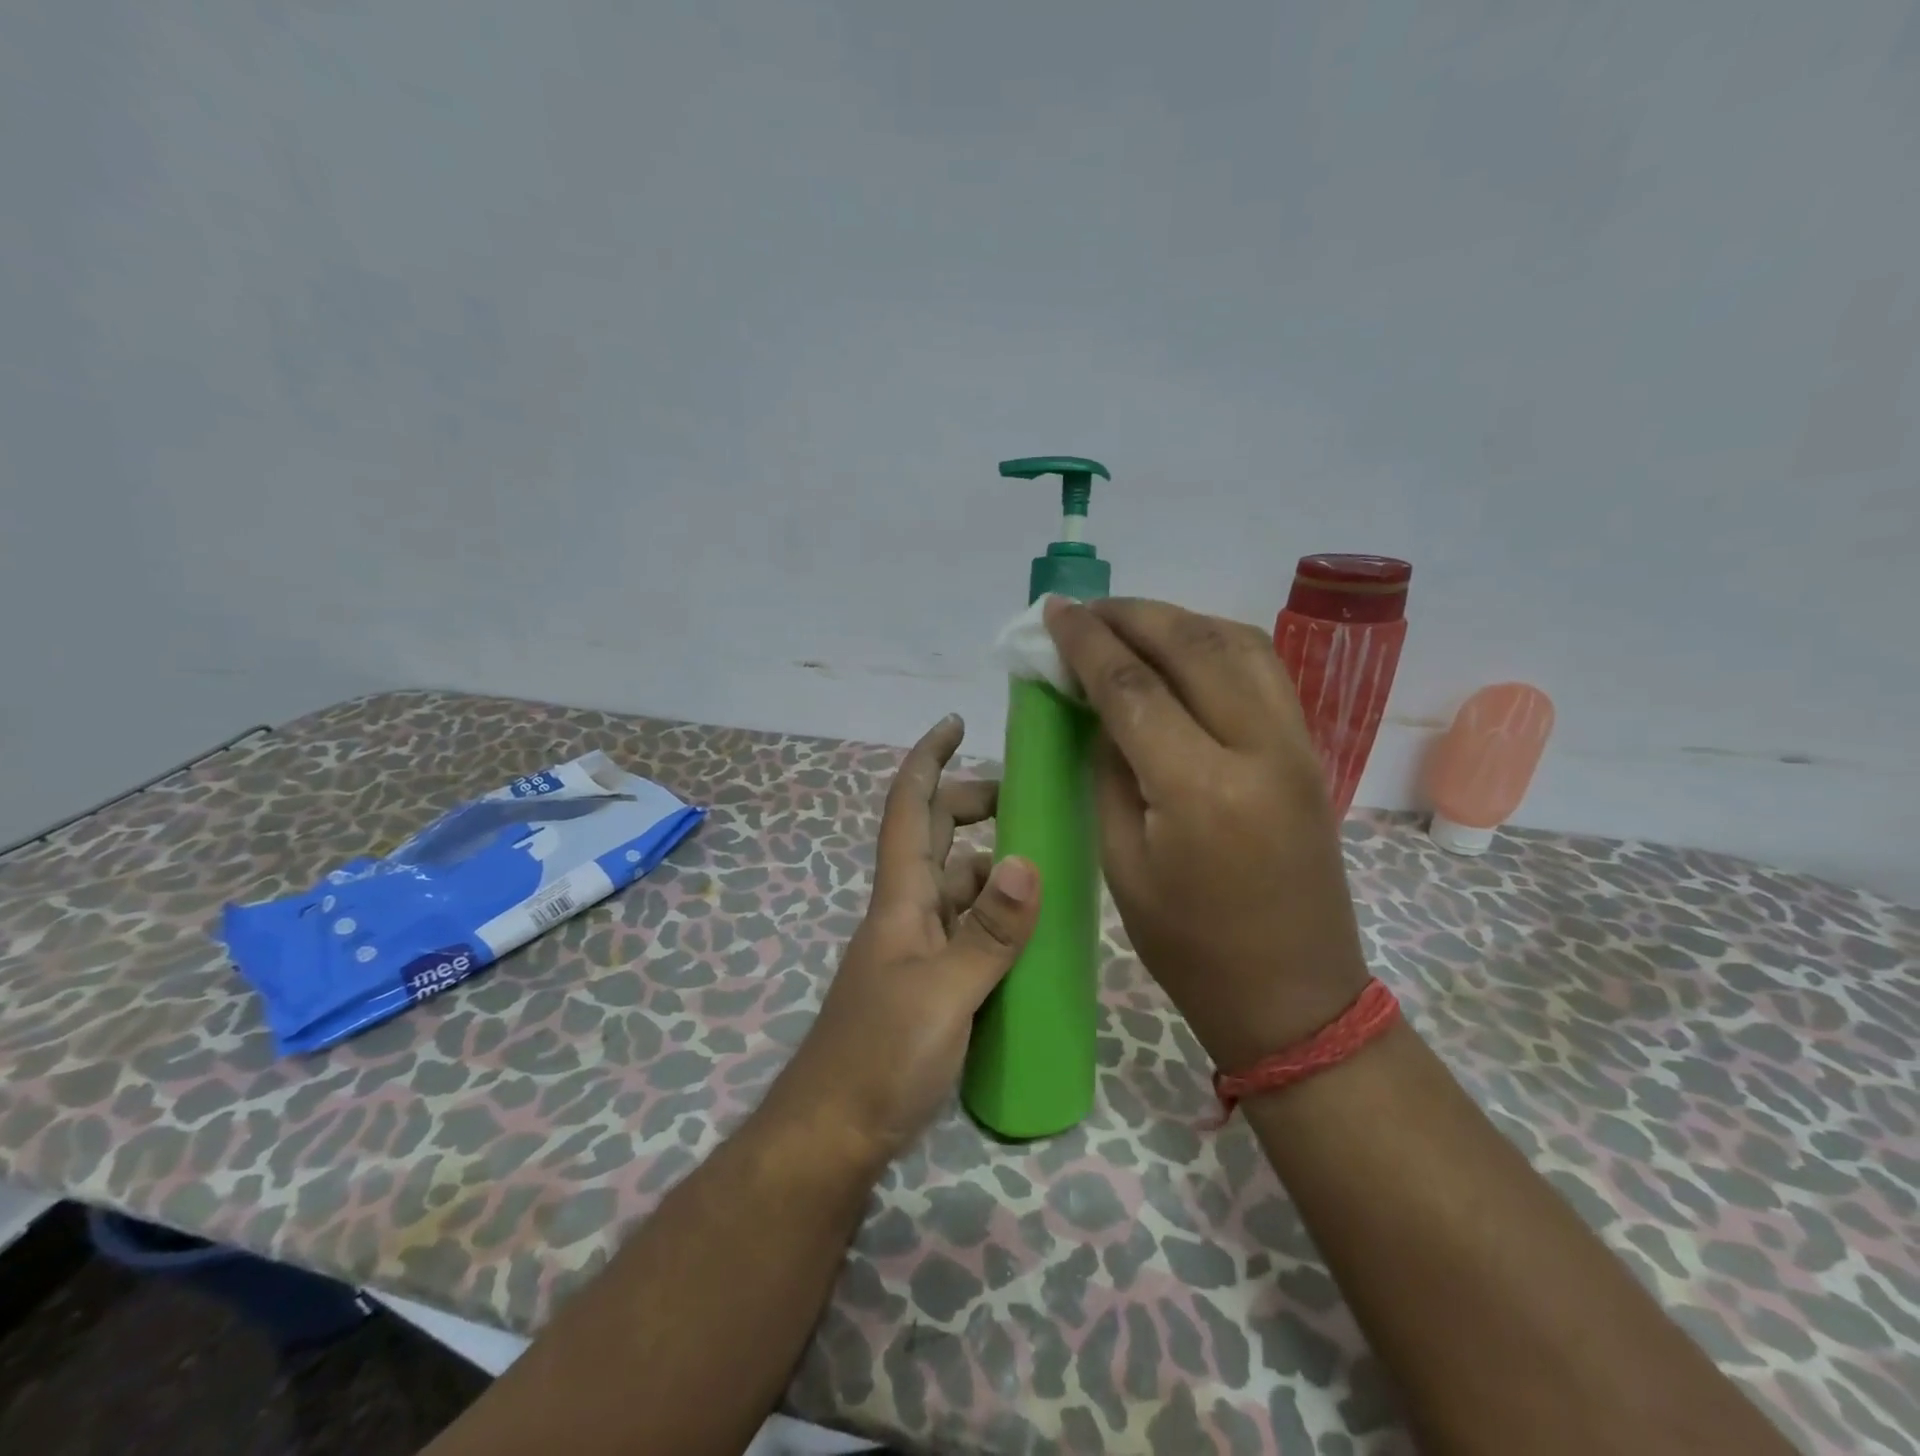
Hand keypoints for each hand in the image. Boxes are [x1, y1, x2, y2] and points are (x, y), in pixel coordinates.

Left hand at [766, 715, 1040, 1164]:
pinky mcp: (931, 984)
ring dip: (991, 862)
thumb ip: (989, 933)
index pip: (909, 810)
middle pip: (936, 837)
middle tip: (1026, 800)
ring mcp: (917, 949)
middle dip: (972, 804)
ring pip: (956, 884)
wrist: (835, 1133)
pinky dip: (995, 915)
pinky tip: (1030, 929)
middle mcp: (906, 912)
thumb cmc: (880, 1056)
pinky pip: (967, 929)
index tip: (955, 724)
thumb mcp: (944, 993)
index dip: (928, 761)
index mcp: (900, 898)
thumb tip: (1027, 861)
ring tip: (1045, 862)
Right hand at [1044, 597, 1369, 1072]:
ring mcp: (1296, 744)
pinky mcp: (1309, 750)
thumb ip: (1109, 771)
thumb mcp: (1123, 862)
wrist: (1294, 994)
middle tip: (1084, 608)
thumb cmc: (1190, 946)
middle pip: (1191, 645)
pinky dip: (1217, 642)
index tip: (1054, 614)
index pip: (1132, 687)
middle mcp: (1258, 748)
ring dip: (1178, 619)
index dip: (1086, 643)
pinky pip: (1263, 670)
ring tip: (1129, 622)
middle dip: (1130, 615)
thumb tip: (1097, 706)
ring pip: (1237, 642)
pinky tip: (1183, 649)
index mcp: (1200, 789)